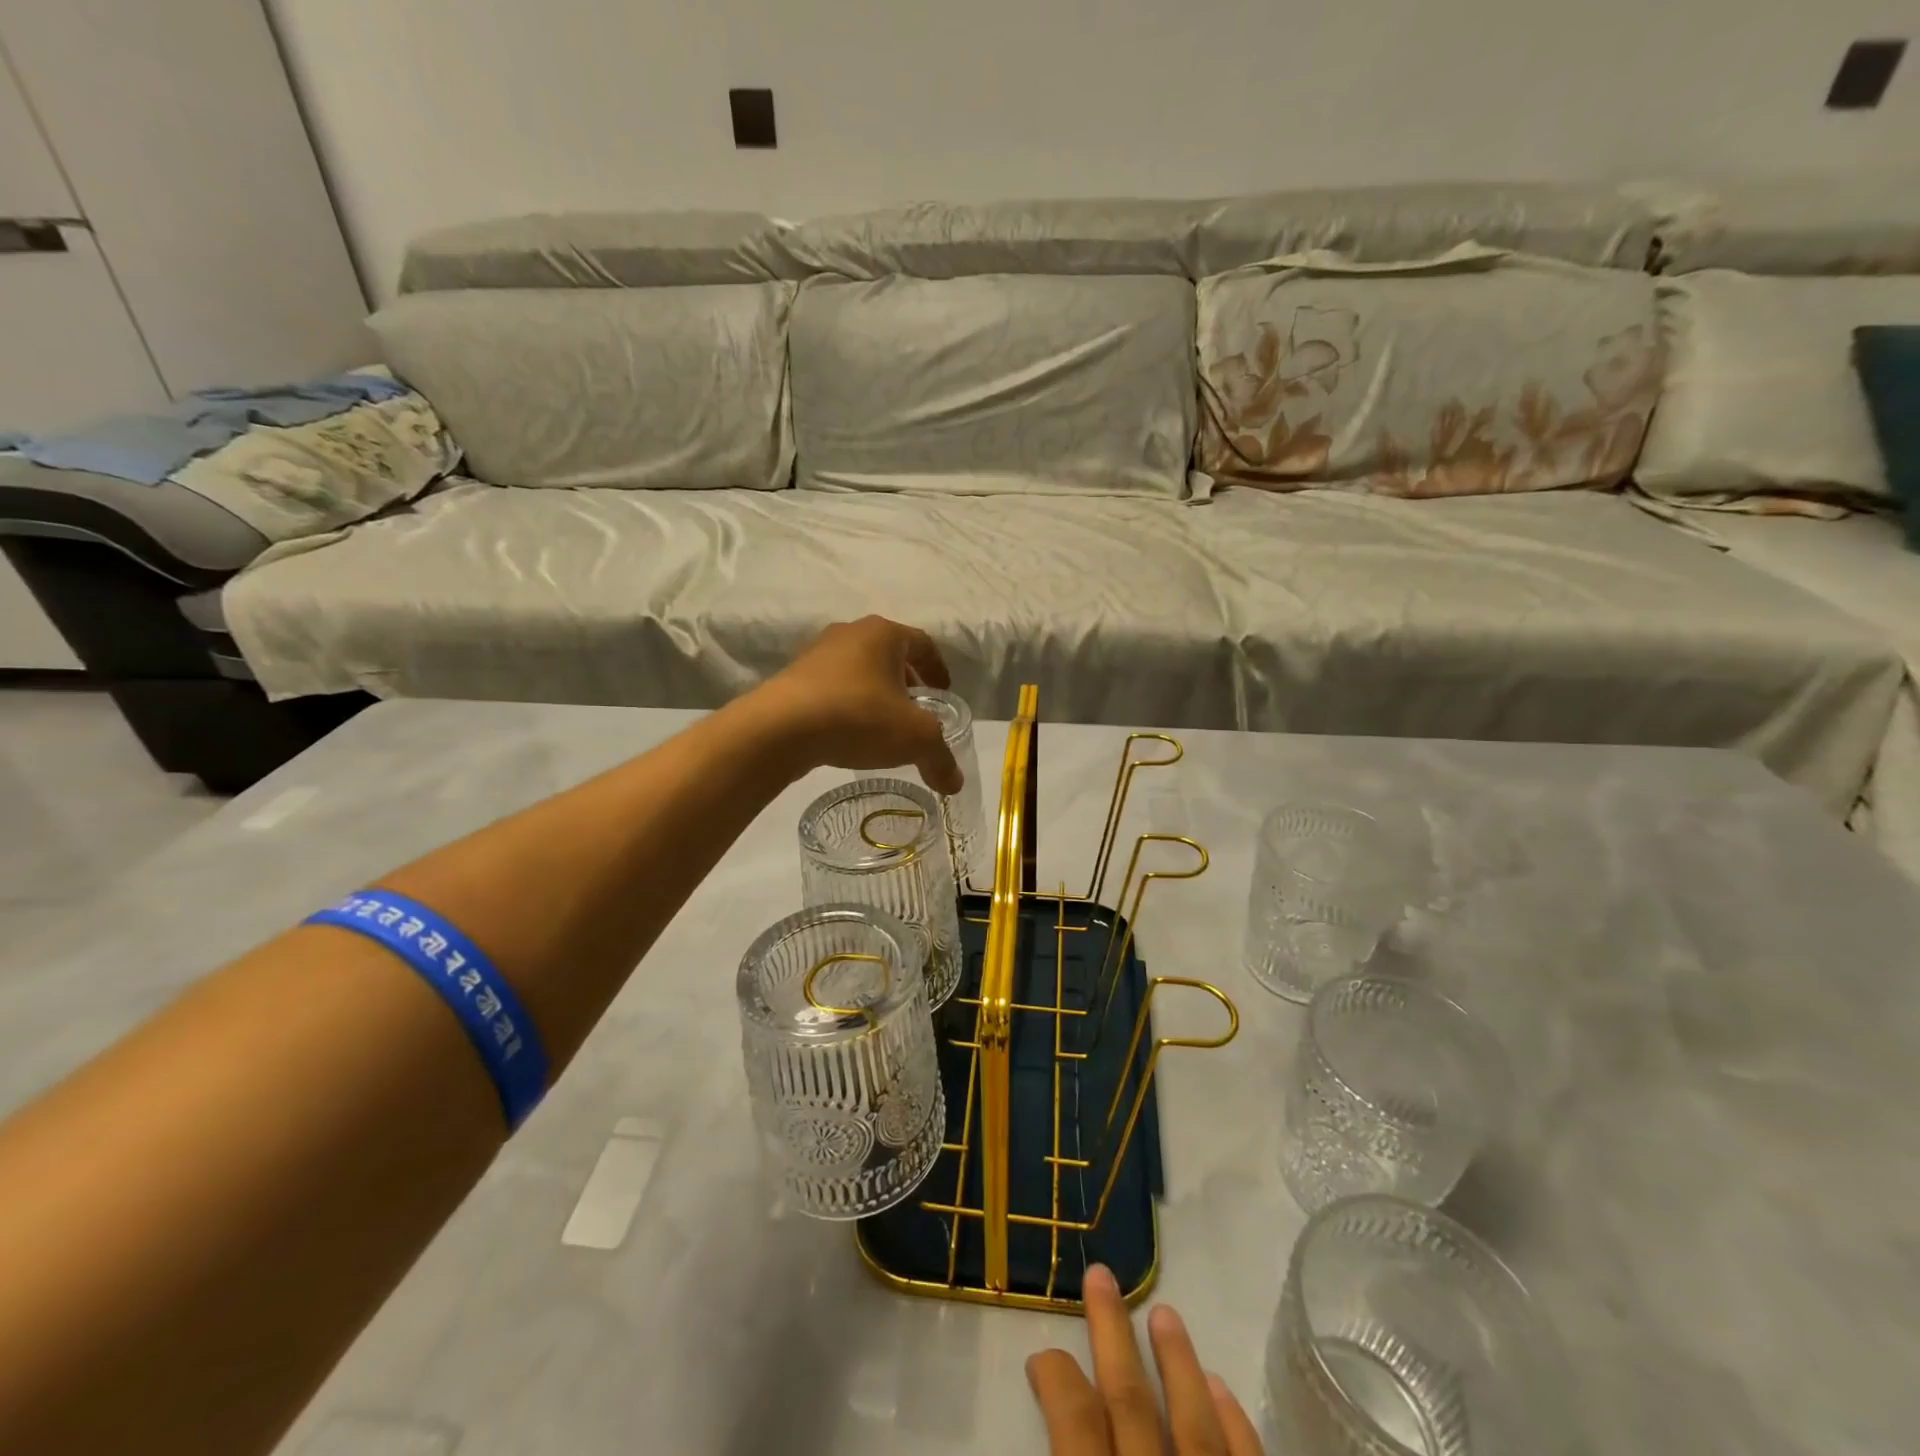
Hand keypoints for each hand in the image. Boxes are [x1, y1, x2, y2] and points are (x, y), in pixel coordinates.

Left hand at [753, 617, 963, 793]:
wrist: (780, 728)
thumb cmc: (859, 716)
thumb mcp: (914, 739)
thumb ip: (940, 758)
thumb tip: (955, 784)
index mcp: (884, 633)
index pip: (923, 643)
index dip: (938, 669)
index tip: (944, 694)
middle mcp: (850, 633)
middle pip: (890, 655)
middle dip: (907, 682)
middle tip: (917, 711)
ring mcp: (817, 654)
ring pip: (859, 670)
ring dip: (876, 694)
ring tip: (884, 726)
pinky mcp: (793, 678)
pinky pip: (833, 688)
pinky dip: (848, 705)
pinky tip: (849, 733)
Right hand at [1027, 1265, 1263, 1455]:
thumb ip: (1070, 1448)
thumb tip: (1050, 1398)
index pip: (1074, 1420)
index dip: (1056, 1379)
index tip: (1042, 1354)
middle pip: (1130, 1400)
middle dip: (1112, 1333)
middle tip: (1101, 1274)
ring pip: (1194, 1421)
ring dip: (1179, 1363)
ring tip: (1164, 1312)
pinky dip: (1235, 1425)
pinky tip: (1221, 1387)